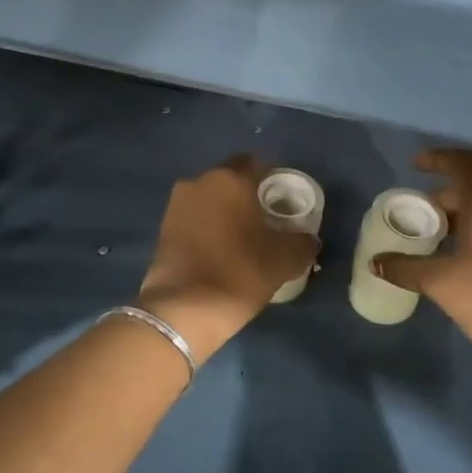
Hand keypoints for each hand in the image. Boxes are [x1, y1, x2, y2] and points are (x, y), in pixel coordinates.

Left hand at [138, 154, 318, 362]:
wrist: (184, 309)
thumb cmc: (239, 272)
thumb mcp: (285, 259)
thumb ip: (303, 242)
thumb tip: (308, 238)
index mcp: (230, 180)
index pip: (256, 163)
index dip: (272, 178)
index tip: (283, 198)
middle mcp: (199, 182)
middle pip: (230, 180)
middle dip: (247, 195)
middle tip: (265, 219)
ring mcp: (176, 205)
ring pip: (210, 199)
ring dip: (225, 211)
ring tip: (242, 237)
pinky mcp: (163, 229)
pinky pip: (194, 219)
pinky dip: (208, 228)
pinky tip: (220, 250)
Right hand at [374, 149, 471, 371]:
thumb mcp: (440, 281)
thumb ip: (405, 267)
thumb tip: (376, 262)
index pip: (463, 163)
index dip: (438, 158)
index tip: (415, 165)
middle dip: (442, 199)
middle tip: (414, 217)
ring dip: (459, 220)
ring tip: (431, 241)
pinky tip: (457, 262)